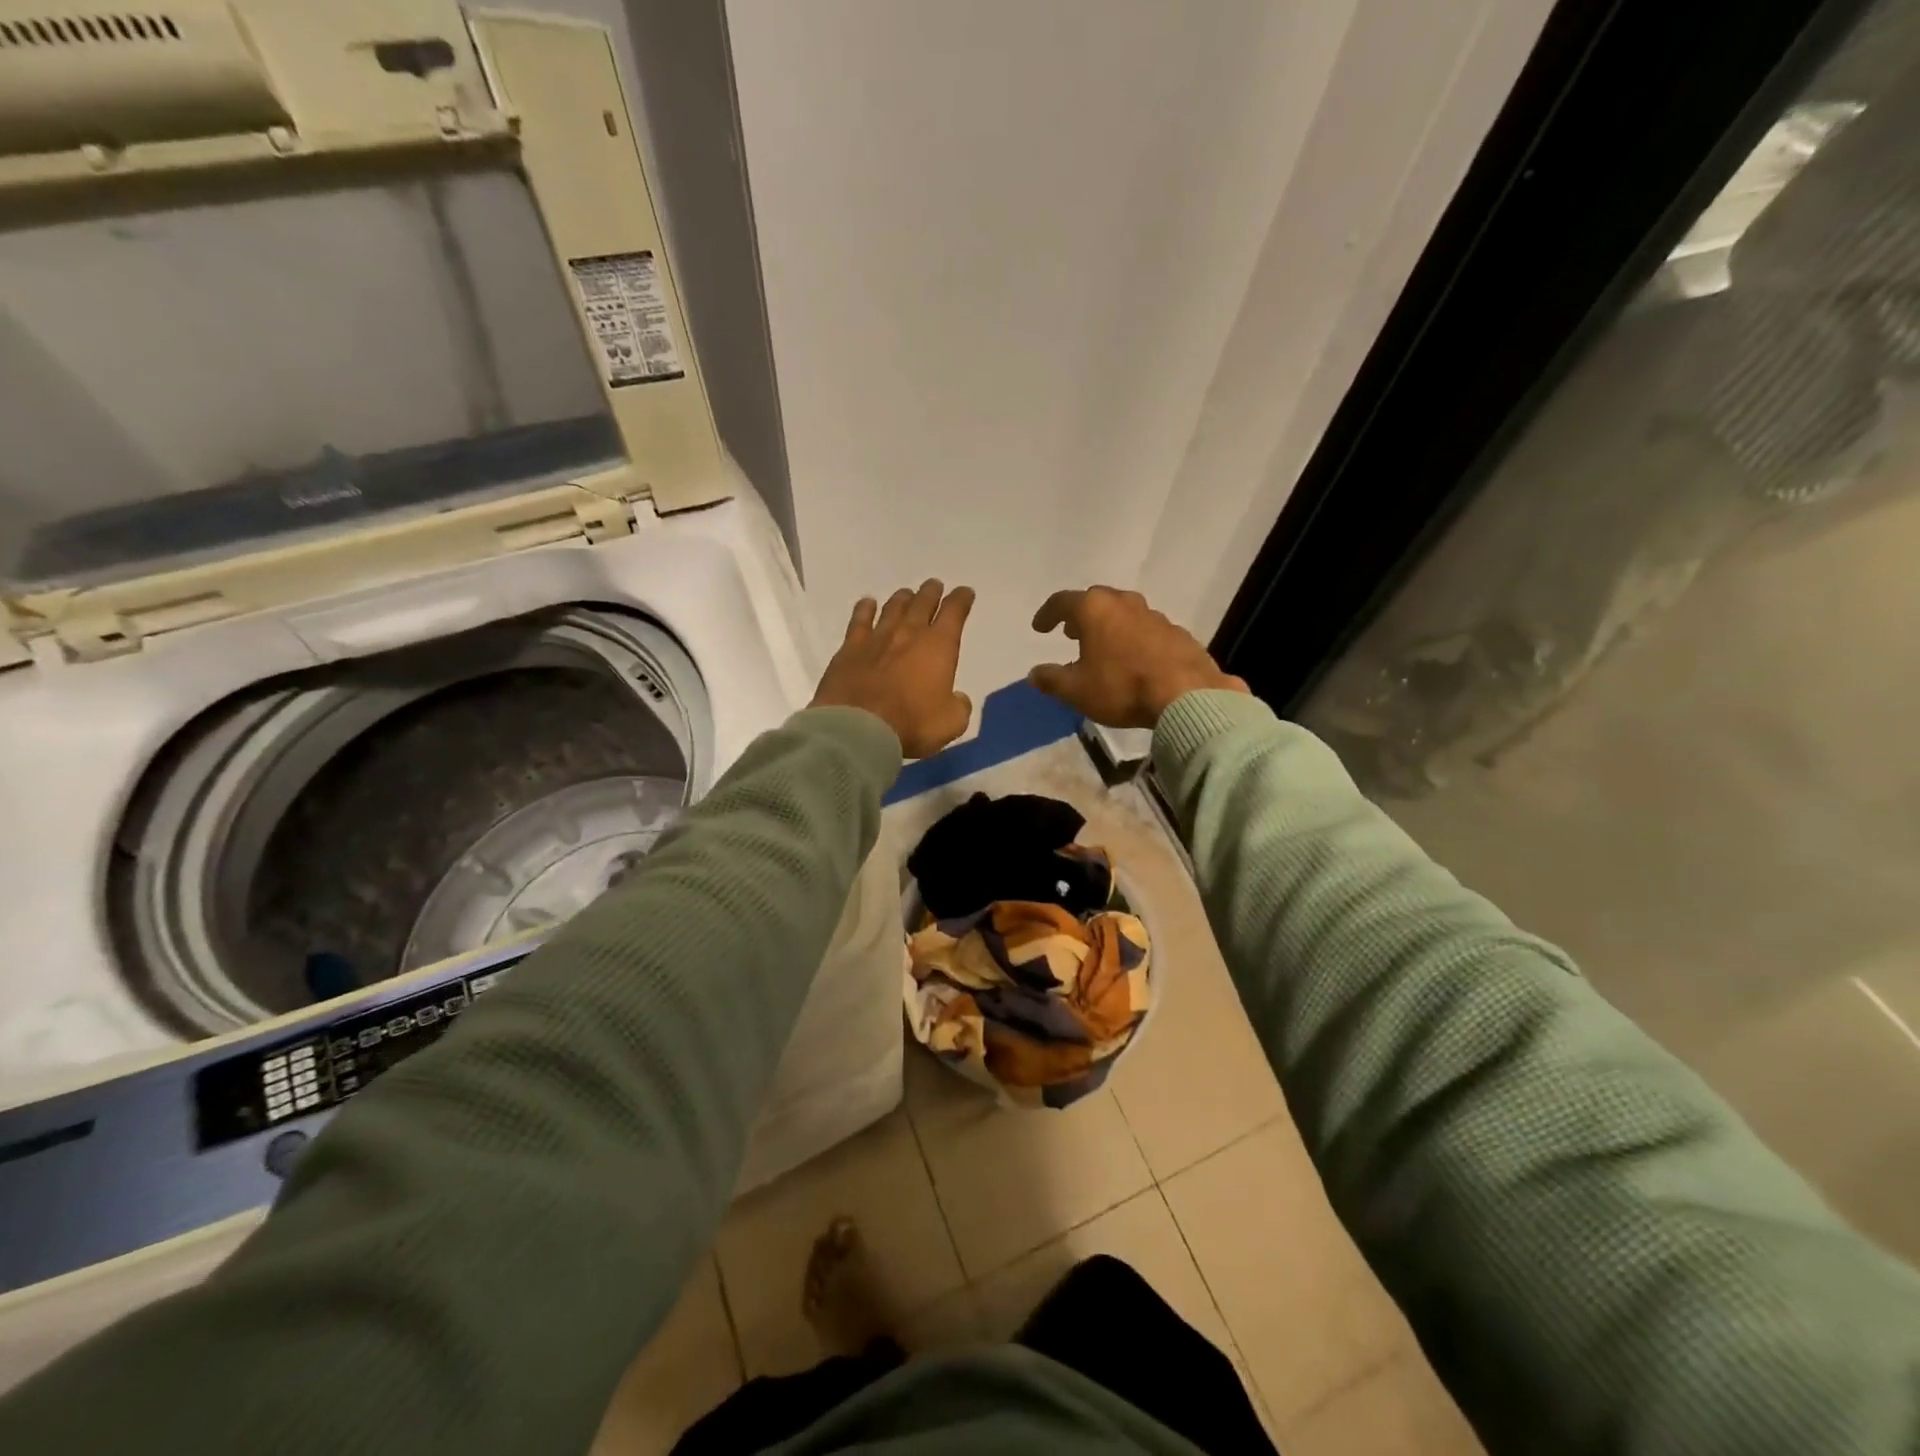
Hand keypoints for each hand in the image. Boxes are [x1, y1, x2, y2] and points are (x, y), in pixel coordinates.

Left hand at [812, 580, 974, 757]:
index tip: (965, 593)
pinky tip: (867, 603)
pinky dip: (865, 609)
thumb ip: (958, 706)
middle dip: (931, 593)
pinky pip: (859, 620)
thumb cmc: (912, 724)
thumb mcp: (951, 723)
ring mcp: (877, 638)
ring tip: (907, 594)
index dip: (961, 600)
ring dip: (903, 599)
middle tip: (934, 586)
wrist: (858, 727)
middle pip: (922, 603)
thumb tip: (957, 698)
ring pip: (893, 608)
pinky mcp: (850, 648)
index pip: (954, 613)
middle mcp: (909, 633)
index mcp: (939, 646)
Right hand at [1028, 586, 1246, 727]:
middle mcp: (1125, 603)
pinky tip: (1133, 660)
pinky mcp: (1178, 633)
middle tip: (1070, 632)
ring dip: (1109, 626)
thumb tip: (1034, 674)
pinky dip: (1133, 639)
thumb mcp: (1076, 690)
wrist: (1187, 695)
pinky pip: (1146, 630)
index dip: (1047, 614)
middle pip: (1096, 601)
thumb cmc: (1122, 688)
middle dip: (1080, 615)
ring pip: (1124, 613)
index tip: (1039, 627)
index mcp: (1095, 609)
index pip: (1062, 602)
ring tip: (1101, 646)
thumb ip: (1051, 680)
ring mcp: (1155, 616)